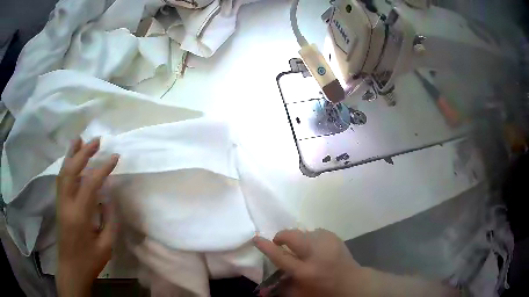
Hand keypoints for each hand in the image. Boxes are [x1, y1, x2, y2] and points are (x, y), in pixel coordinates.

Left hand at [56, 137, 118, 296]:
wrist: (71, 269)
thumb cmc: (90, 261)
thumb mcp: (106, 246)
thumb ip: (109, 219)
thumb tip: (109, 196)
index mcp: (79, 216)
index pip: (90, 184)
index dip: (103, 168)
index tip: (115, 157)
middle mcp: (66, 204)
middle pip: (71, 170)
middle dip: (84, 153)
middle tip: (97, 141)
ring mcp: (60, 203)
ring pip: (63, 172)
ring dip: (72, 154)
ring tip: (80, 139)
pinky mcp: (59, 204)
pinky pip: (61, 179)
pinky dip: (67, 165)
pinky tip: (72, 159)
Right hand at [253, 229, 367, 296]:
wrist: (351, 282)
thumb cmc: (324, 291)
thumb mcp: (301, 293)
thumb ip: (282, 286)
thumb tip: (265, 285)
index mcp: (305, 272)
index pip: (281, 256)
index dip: (266, 247)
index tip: (256, 238)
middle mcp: (315, 254)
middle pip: (292, 236)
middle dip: (282, 236)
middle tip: (280, 242)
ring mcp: (327, 243)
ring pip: (304, 233)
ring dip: (299, 240)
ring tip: (304, 250)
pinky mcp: (334, 237)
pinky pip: (315, 232)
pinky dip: (311, 239)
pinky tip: (316, 248)